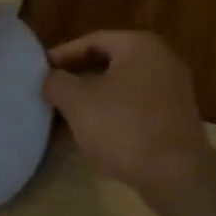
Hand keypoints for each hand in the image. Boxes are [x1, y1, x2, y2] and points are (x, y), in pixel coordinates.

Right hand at [43, 31, 211, 201]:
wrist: (176, 174)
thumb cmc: (122, 126)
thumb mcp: (76, 101)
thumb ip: (56, 82)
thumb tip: (50, 79)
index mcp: (139, 46)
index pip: (92, 41)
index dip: (62, 56)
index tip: (39, 73)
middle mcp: (161, 61)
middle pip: (107, 66)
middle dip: (75, 83)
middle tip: (49, 96)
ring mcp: (172, 93)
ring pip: (119, 92)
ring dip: (90, 105)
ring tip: (62, 123)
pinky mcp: (174, 122)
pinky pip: (133, 112)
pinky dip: (110, 120)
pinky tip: (88, 140)